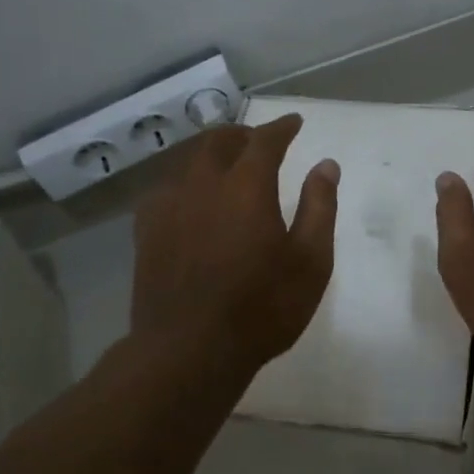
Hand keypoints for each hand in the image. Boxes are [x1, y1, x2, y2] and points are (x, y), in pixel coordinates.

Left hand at [131, 113, 338, 371]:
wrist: (189, 350)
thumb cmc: (262, 307)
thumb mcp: (311, 261)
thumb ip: (320, 207)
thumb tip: (326, 166)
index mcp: (246, 186)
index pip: (265, 141)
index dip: (281, 128)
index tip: (294, 123)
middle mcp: (203, 185)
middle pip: (219, 141)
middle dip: (242, 135)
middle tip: (258, 141)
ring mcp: (168, 207)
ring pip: (188, 163)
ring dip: (211, 155)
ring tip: (226, 165)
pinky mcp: (147, 232)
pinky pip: (166, 190)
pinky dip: (186, 183)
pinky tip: (190, 200)